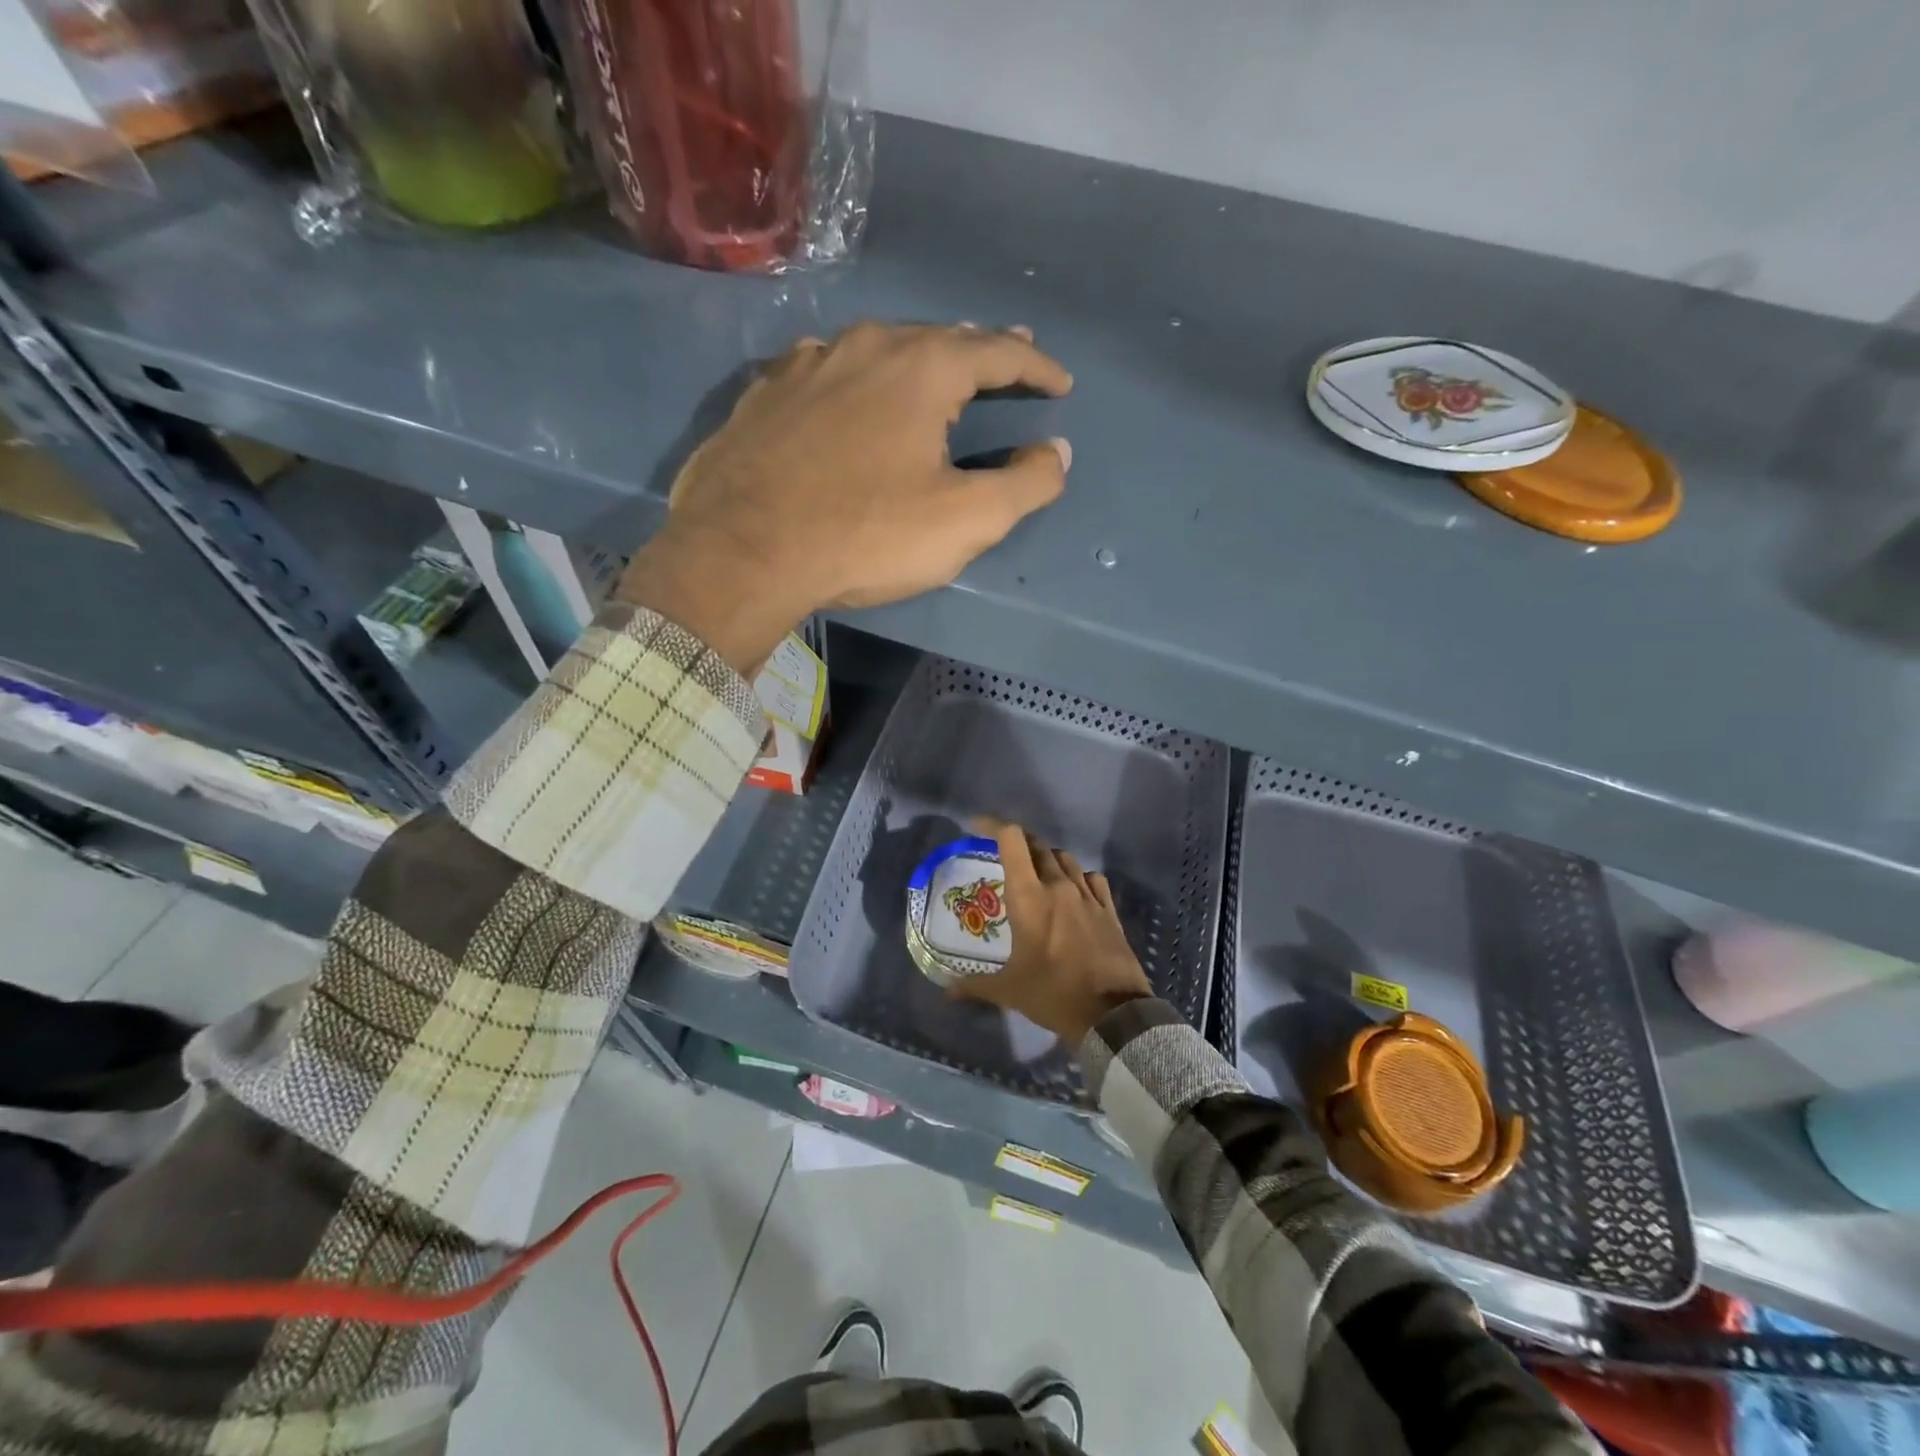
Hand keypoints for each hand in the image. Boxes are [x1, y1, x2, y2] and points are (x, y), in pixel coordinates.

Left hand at [617, 322, 1072, 671]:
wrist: (742, 550)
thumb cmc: (865, 535)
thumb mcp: (965, 520)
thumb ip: (1024, 483)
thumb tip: (1056, 452)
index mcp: (921, 367)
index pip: (996, 352)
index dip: (1035, 368)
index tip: (1060, 384)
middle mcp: (864, 346)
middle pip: (938, 338)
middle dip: (980, 351)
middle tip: (1009, 358)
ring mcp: (806, 364)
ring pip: (878, 348)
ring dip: (917, 358)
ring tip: (936, 367)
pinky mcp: (765, 395)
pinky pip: (827, 371)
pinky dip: (857, 377)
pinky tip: (852, 390)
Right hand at [954, 820, 1153, 1045]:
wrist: (1113, 1013)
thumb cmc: (1054, 994)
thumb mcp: (1009, 991)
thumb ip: (974, 985)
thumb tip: (945, 990)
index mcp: (1029, 896)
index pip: (1011, 840)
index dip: (992, 826)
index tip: (976, 827)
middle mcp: (1058, 885)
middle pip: (1036, 845)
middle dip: (1017, 844)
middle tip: (1002, 856)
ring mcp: (1087, 895)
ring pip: (1064, 858)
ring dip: (1046, 858)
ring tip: (1035, 873)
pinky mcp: (1108, 909)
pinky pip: (1092, 878)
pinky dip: (1077, 876)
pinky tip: (1072, 890)